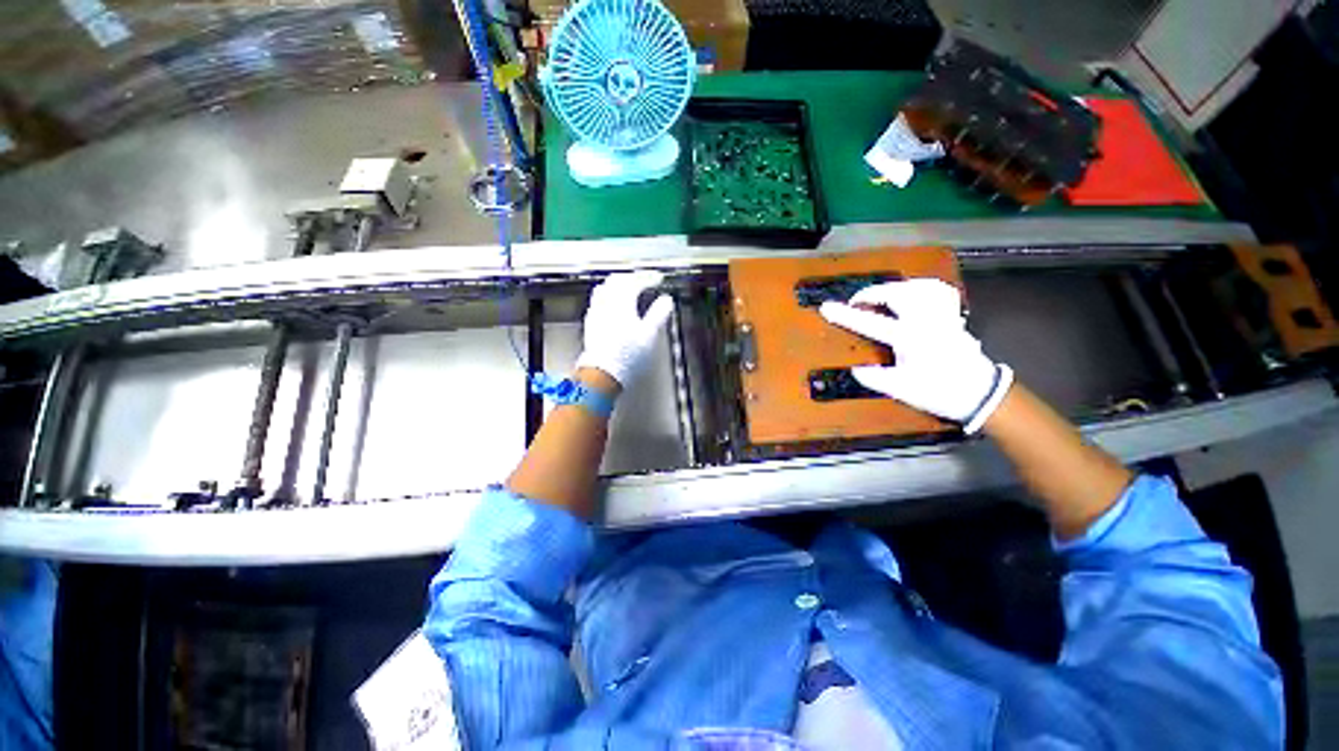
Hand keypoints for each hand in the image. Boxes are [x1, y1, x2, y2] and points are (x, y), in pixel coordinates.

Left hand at [576, 271, 674, 387]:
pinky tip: (612, 306)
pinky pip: (597, 302)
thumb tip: (666, 301)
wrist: (603, 374)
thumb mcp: (650, 334)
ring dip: (617, 285)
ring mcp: (596, 314)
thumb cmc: (627, 356)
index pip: (635, 281)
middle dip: (631, 278)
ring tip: (627, 289)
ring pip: (604, 289)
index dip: (648, 278)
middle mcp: (606, 304)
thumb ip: (659, 314)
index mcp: (621, 303)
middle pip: (616, 281)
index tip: (658, 279)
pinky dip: (608, 297)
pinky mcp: (591, 325)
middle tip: (643, 280)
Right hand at [819, 278, 1012, 433]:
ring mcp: (942, 316)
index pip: (870, 323)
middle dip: (872, 294)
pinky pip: (939, 291)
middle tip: (857, 303)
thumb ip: (876, 378)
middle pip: (896, 293)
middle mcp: (926, 321)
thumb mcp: (902, 390)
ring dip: (895, 288)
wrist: (981, 394)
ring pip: (918, 287)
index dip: (845, 315)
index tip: (826, 307)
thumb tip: (856, 369)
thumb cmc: (939, 392)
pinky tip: (913, 292)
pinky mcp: (952, 317)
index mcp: (909, 338)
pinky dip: (921, 287)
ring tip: (881, 297)